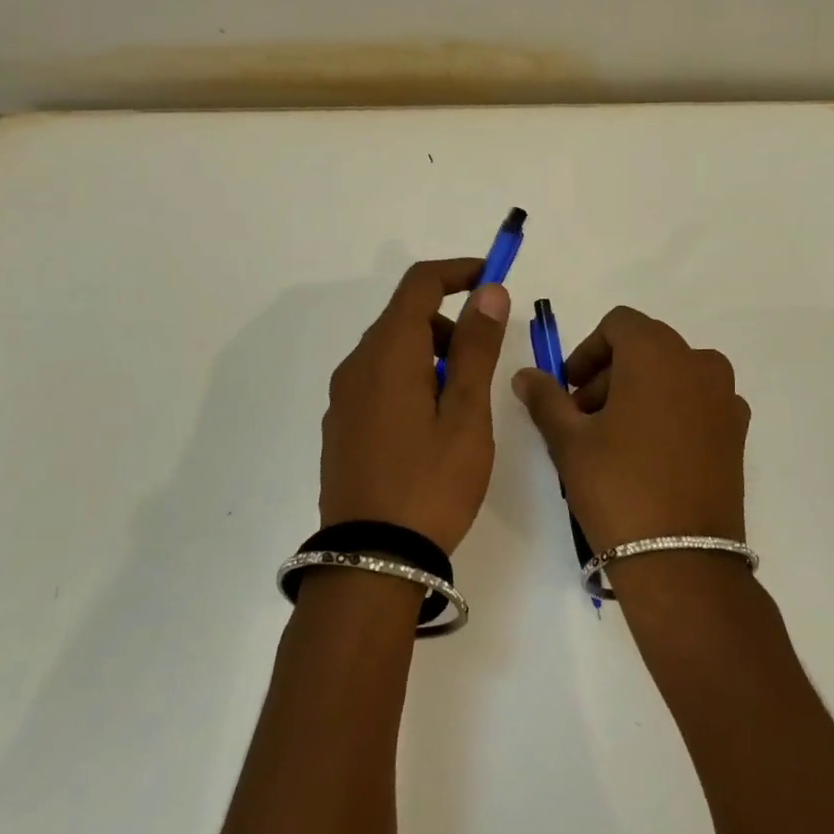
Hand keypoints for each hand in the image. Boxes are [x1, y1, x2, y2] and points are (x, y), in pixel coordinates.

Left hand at [320, 258, 510, 553]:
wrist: (371, 562)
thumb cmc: (431, 482)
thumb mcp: (466, 413)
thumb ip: (477, 346)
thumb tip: (488, 290)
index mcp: (388, 352)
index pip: (420, 283)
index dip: (458, 271)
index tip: (492, 279)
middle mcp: (357, 364)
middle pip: (405, 316)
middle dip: (449, 322)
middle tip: (483, 362)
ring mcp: (344, 397)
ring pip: (392, 350)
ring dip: (431, 354)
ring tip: (461, 405)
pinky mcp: (341, 426)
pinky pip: (378, 380)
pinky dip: (410, 379)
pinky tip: (429, 427)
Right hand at [513, 306, 748, 552]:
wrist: (682, 562)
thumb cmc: (618, 487)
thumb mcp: (569, 440)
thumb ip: (545, 398)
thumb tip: (525, 374)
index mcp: (658, 352)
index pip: (618, 324)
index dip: (588, 351)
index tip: (569, 389)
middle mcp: (699, 363)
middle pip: (645, 347)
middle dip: (609, 374)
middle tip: (584, 419)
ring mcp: (725, 397)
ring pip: (672, 374)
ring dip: (639, 391)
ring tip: (614, 439)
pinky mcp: (737, 431)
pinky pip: (697, 402)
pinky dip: (671, 411)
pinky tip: (651, 455)